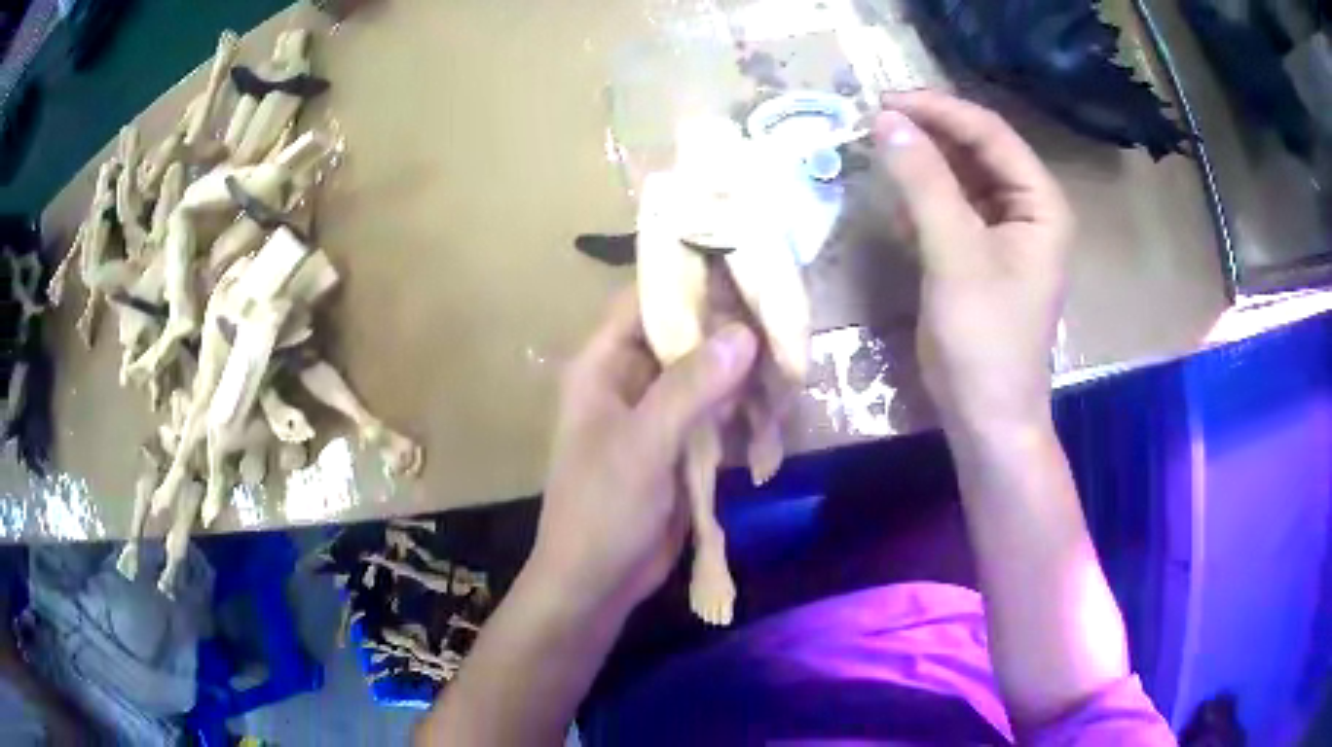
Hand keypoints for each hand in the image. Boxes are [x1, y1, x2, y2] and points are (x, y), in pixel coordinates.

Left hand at [529, 290, 757, 613]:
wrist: (597, 582)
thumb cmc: (602, 511)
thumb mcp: (642, 447)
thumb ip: (689, 389)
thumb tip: (744, 333)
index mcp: (603, 364)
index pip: (647, 300)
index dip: (692, 280)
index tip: (748, 269)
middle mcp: (630, 378)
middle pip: (687, 334)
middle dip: (733, 333)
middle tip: (786, 329)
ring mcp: (659, 412)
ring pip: (709, 374)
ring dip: (746, 376)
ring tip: (790, 374)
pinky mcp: (681, 443)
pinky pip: (718, 412)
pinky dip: (745, 412)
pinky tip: (776, 416)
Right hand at [874, 90, 1072, 436]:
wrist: (987, 416)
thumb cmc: (985, 339)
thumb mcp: (955, 254)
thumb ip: (924, 183)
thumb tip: (885, 121)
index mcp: (1041, 203)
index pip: (990, 134)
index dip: (939, 111)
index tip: (884, 101)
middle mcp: (1028, 208)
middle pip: (977, 149)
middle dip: (929, 131)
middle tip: (874, 119)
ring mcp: (1006, 230)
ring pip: (962, 174)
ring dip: (922, 159)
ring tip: (877, 145)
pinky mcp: (981, 252)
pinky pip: (952, 205)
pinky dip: (923, 193)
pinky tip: (896, 191)